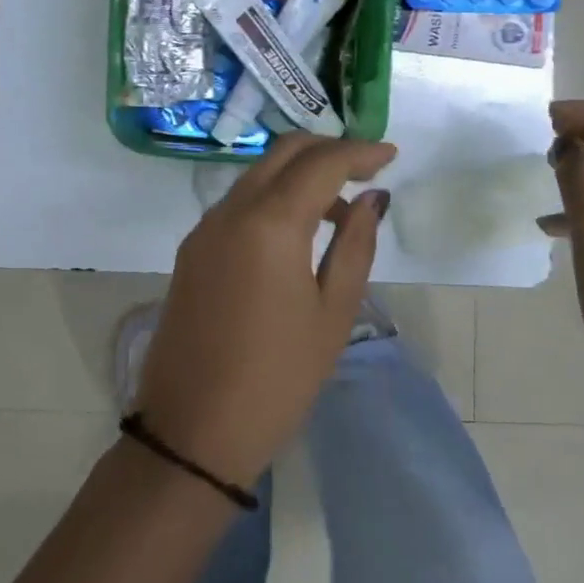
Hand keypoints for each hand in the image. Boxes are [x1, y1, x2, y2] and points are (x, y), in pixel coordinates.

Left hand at [137, 134, 397, 486]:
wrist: (192, 432)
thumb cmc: (277, 378)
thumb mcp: (332, 313)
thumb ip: (355, 244)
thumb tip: (372, 198)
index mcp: (269, 223)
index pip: (321, 163)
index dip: (360, 152)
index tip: (392, 154)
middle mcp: (231, 210)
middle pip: (284, 152)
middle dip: (328, 150)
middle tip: (366, 169)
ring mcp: (205, 228)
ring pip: (258, 173)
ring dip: (300, 174)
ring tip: (340, 208)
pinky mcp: (193, 249)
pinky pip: (239, 201)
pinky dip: (274, 196)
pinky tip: (298, 230)